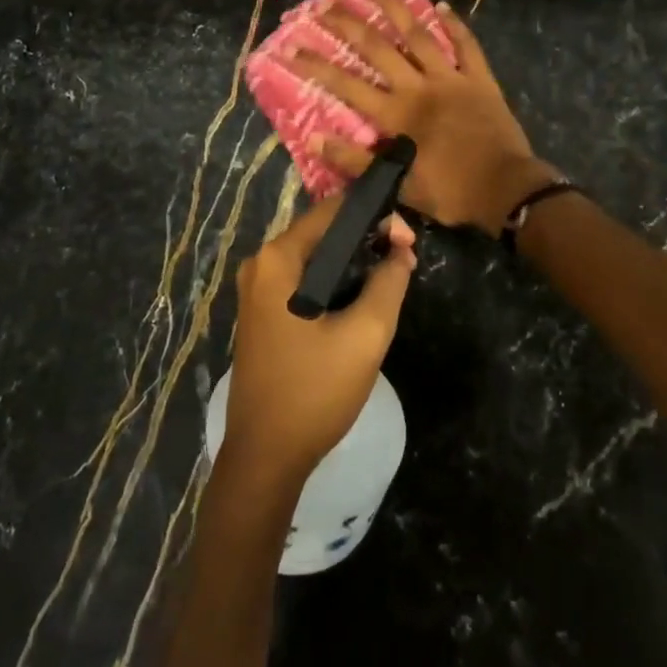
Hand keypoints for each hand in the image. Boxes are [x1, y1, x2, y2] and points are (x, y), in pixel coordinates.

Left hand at [226, 195, 416, 484]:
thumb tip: (402, 250)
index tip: (408, 240)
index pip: (334, 210)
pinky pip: (304, 278)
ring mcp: (258, 290)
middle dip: (368, 237)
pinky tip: (362, 297)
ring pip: (316, 256)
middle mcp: (261, 264)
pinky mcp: (263, 312)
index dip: (376, 215)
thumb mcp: (366, 335)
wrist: (266, 456)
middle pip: (323, 230)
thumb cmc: (315, 392)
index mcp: (279, 259)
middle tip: (405, 258)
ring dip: (354, 260)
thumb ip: (389, 283)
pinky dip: (335, 279)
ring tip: (392, 276)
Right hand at [291, 0, 556, 234]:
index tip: (292, 47)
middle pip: (378, 48)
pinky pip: (467, 45)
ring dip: (395, 9)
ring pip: (419, 35)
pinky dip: (456, 25)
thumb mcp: (399, 186)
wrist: (506, 190)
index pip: (347, 84)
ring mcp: (451, 78)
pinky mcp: (480, 79)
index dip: (317, 66)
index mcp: (397, 115)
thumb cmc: (451, 192)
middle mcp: (419, 87)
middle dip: (349, 24)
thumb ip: (357, 161)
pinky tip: (443, 5)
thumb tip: (315, 138)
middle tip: (326, 3)